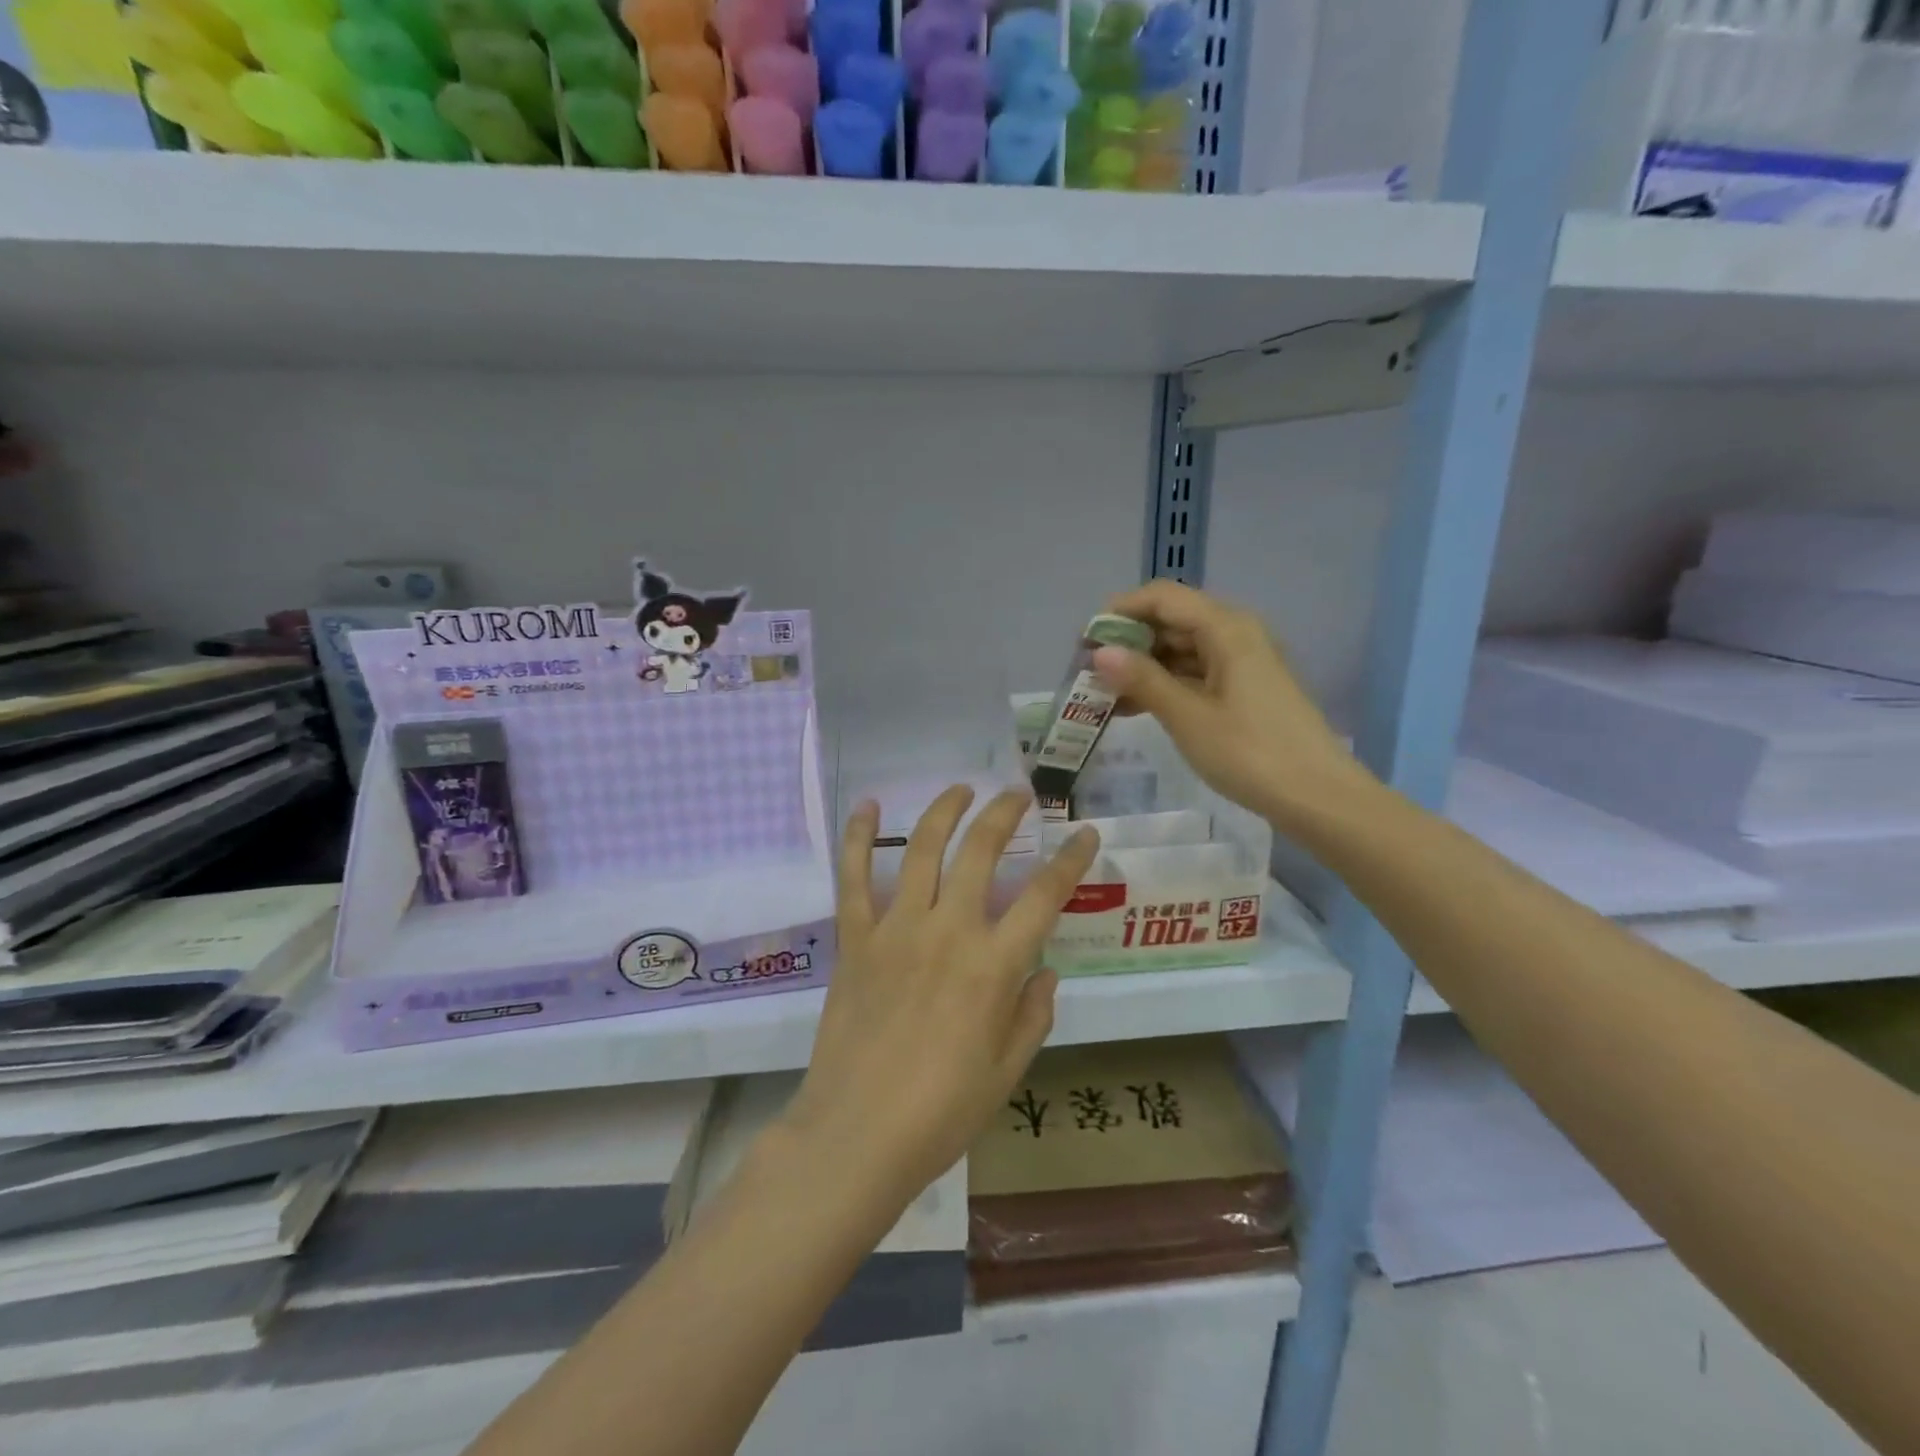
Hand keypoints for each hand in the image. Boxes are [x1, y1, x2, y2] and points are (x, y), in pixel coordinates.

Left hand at [782, 787, 1099, 1207]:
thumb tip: (1044, 970)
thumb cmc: (941, 1112)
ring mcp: (897, 929)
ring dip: (944, 810)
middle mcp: (949, 931)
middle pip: (981, 851)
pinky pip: (853, 877)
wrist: (857, 1134)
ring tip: (960, 789)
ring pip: (922, 849)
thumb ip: (1032, 1014)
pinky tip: (867, 806)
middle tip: (1017, 793)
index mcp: (994, 966)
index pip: (1045, 895)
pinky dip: (859, 837)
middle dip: (1004, 813)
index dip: (1071, 859)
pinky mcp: (855, 938)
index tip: (1084, 833)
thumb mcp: (1007, 1071)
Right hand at [1093, 579, 1374, 832]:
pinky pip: (1196, 672)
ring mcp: (1243, 662)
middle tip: (1090, 672)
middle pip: (1172, 619)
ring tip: (1105, 694)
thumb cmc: (1250, 752)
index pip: (1162, 597)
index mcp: (1226, 628)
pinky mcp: (1245, 689)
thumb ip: (1142, 679)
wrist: (1317, 797)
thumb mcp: (1188, 716)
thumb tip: (1100, 652)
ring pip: (1182, 649)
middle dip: (1128, 641)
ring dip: (1144, 666)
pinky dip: (1166, 684)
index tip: (1085, 642)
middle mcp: (1236, 634)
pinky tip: (1136, 707)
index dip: (1119, 611)